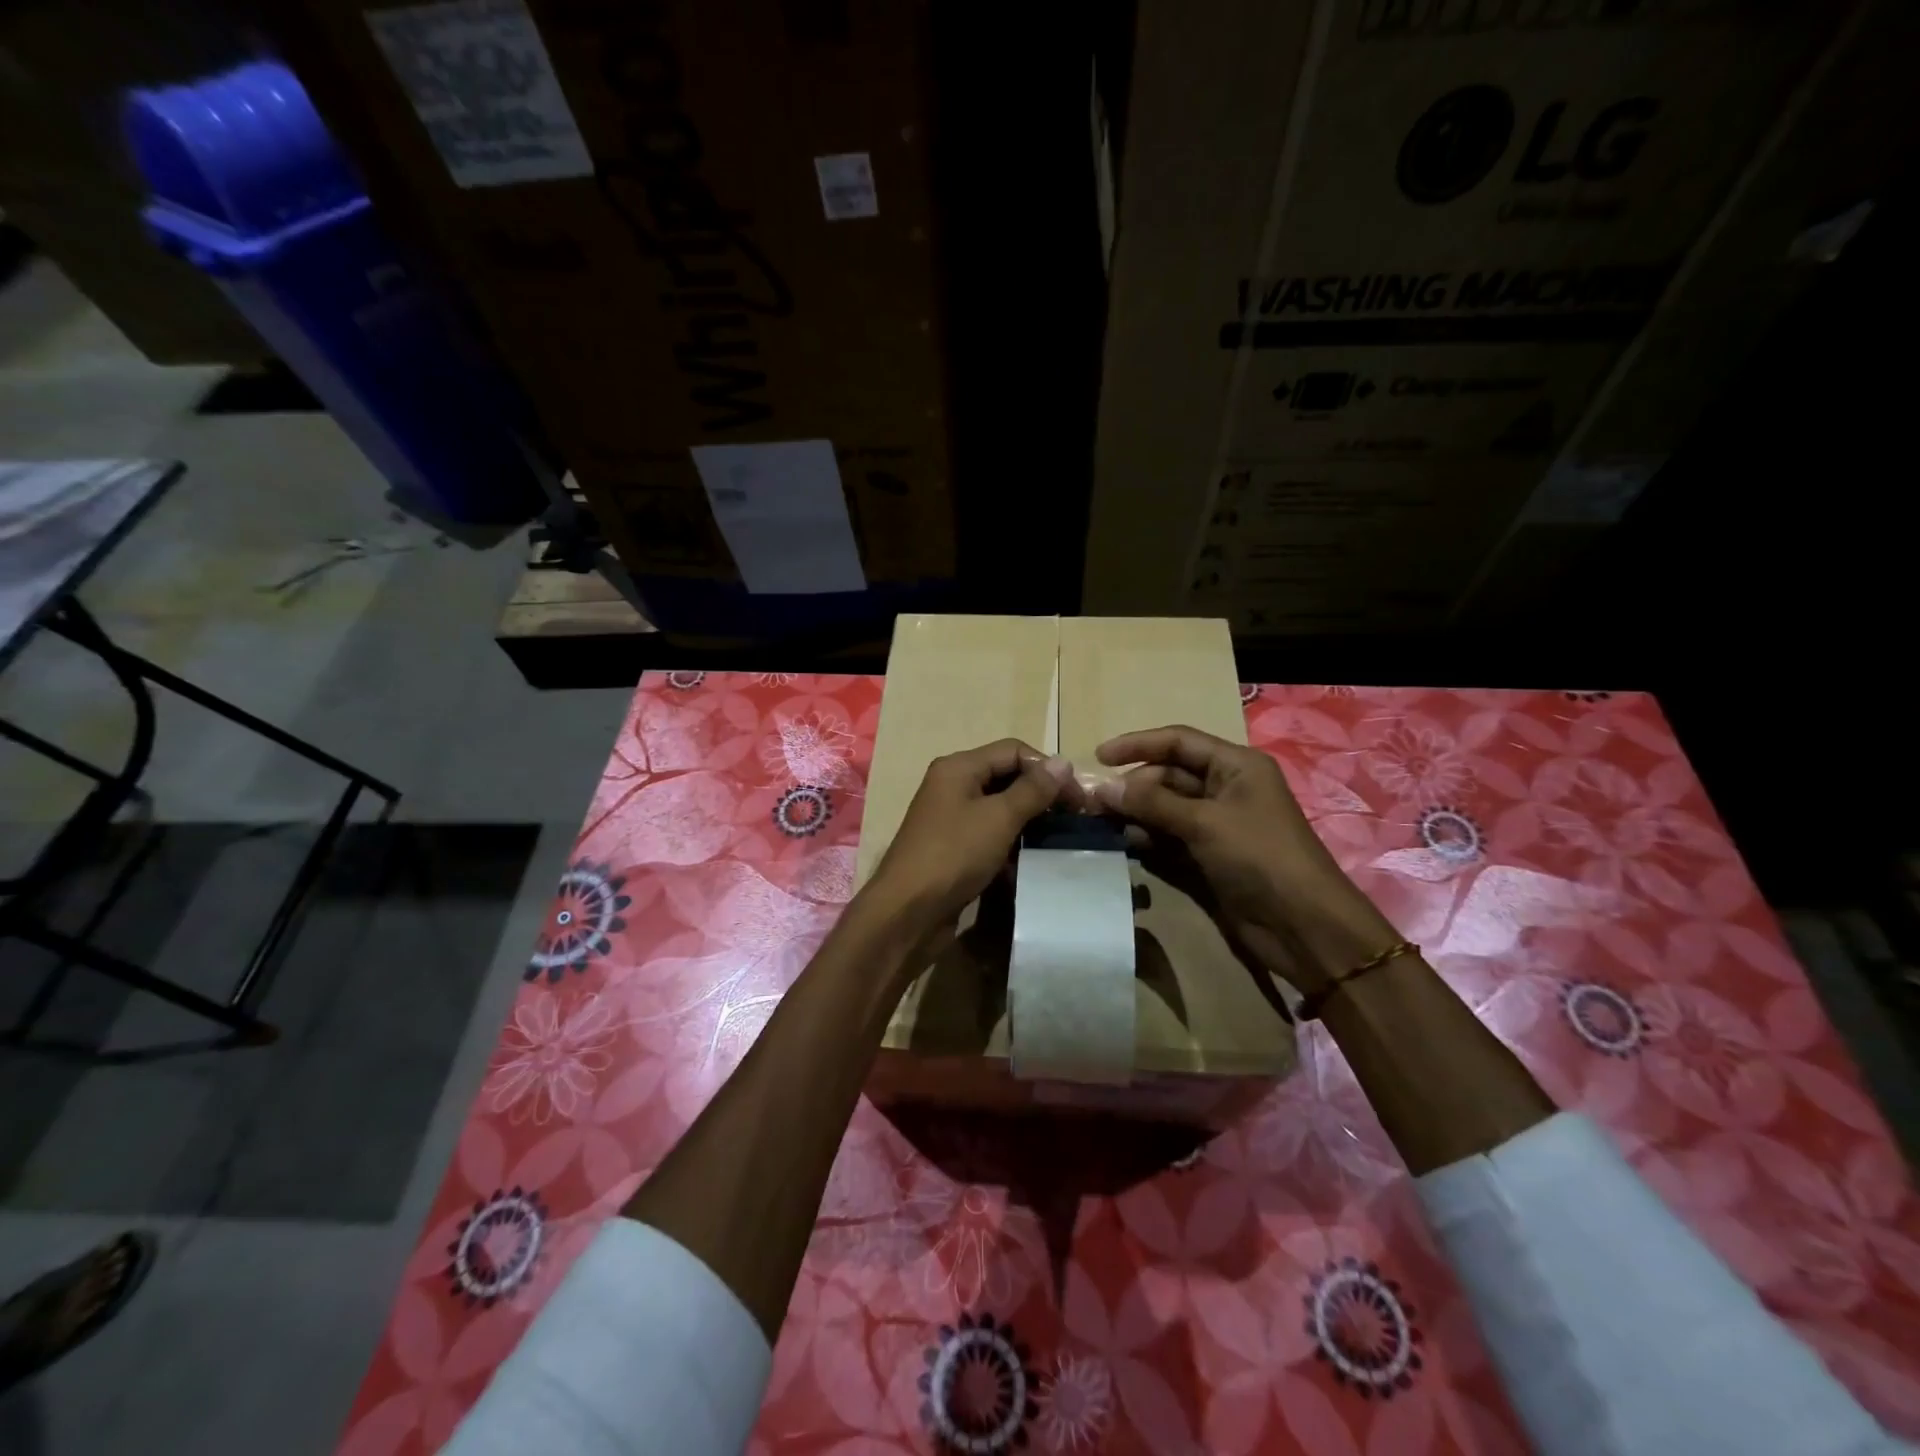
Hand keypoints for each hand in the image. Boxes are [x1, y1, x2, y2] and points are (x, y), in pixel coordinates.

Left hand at [864, 739, 1078, 939]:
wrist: (907, 912)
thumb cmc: (953, 856)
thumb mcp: (999, 818)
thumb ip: (1033, 790)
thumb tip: (1064, 762)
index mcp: (959, 768)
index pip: (1013, 751)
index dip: (1048, 769)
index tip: (1078, 798)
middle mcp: (953, 786)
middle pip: (1006, 777)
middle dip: (1041, 794)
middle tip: (1074, 818)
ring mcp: (951, 818)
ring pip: (999, 808)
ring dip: (1029, 820)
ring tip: (1059, 839)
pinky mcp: (954, 848)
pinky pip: (990, 835)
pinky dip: (1011, 843)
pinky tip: (1033, 860)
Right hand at [1091, 725, 1395, 993]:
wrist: (1302, 926)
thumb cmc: (1260, 857)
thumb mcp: (1205, 822)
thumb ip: (1152, 802)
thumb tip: (1103, 788)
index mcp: (1235, 766)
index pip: (1178, 742)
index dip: (1137, 744)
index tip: (1098, 757)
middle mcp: (1225, 788)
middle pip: (1168, 775)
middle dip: (1132, 786)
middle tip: (1094, 804)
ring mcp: (1216, 824)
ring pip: (1165, 808)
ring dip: (1135, 813)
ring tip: (1099, 824)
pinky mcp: (1208, 855)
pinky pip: (1169, 837)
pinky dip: (1146, 838)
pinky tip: (1121, 844)